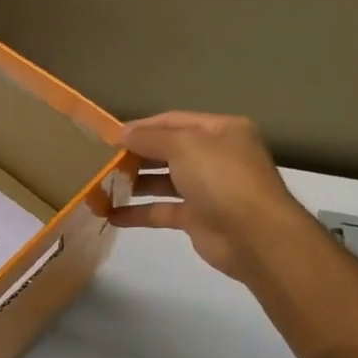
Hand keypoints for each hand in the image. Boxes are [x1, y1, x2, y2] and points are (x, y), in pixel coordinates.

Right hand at [111, 112, 302, 282]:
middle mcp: (216, 156)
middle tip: (103, 161)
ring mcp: (207, 189)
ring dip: (134, 183)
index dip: (141, 127)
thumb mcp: (184, 146)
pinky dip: (138, 212)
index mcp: (221, 131)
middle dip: (136, 155)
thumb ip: (150, 138)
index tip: (109, 136)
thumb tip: (122, 133)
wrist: (254, 236)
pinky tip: (111, 215)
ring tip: (102, 185)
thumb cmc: (221, 178)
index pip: (173, 121)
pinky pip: (162, 210)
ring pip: (163, 181)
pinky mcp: (198, 218)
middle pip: (168, 150)